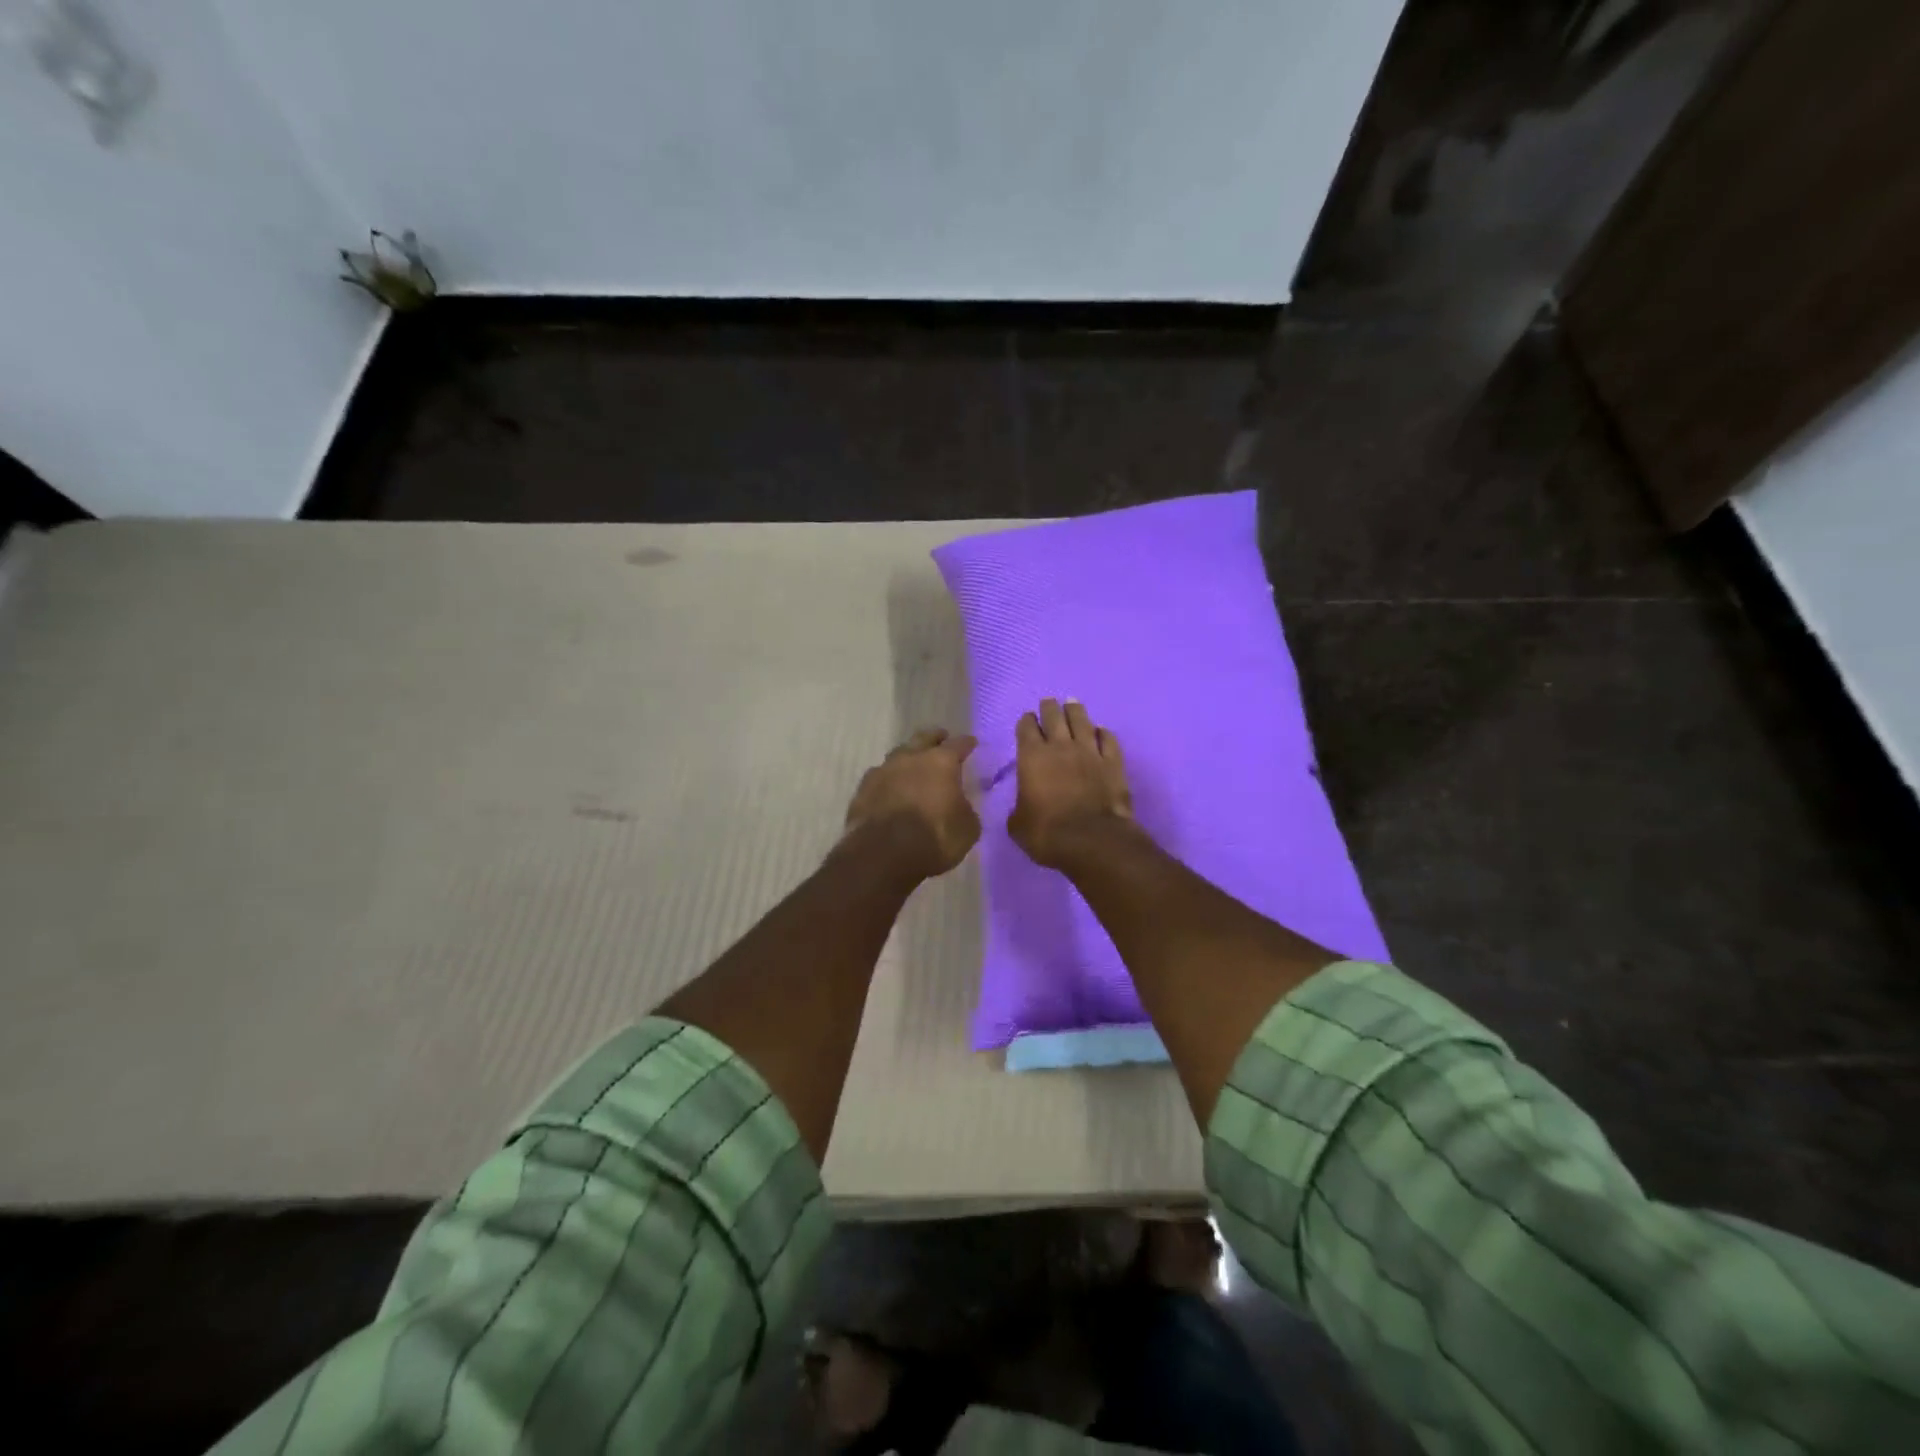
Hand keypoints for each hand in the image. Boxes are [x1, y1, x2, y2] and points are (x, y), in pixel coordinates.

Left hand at [843, 727, 980, 879]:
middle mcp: (910, 758)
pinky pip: (879, 777)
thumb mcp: (967, 829)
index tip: (971, 743)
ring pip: (898, 755)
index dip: (966, 743)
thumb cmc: (934, 839)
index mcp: (941, 763)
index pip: (958, 744)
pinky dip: (888, 780)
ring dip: (908, 758)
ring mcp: (883, 771)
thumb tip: (959, 805)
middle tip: (941, 739)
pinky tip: (889, 789)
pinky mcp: (862, 790)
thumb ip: (965, 809)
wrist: (882, 854)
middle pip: (923, 738)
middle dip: (934, 738)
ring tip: (913, 765)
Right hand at [1008, 698, 1134, 868]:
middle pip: (1054, 716)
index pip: (1026, 728)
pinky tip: (1101, 730)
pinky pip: (1108, 739)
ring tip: (1072, 703)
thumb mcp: (1018, 824)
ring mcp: (1089, 752)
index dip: (1026, 721)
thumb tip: (1024, 806)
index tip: (1028, 719)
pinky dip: (1103, 732)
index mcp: (1031, 757)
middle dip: (1049, 707)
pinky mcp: (1113, 762)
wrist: (1091, 840)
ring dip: (1075, 710)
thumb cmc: (1046, 833)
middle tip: (1049, 703)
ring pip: (1082, 720)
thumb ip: (1019, 807)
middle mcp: (1060, 747)